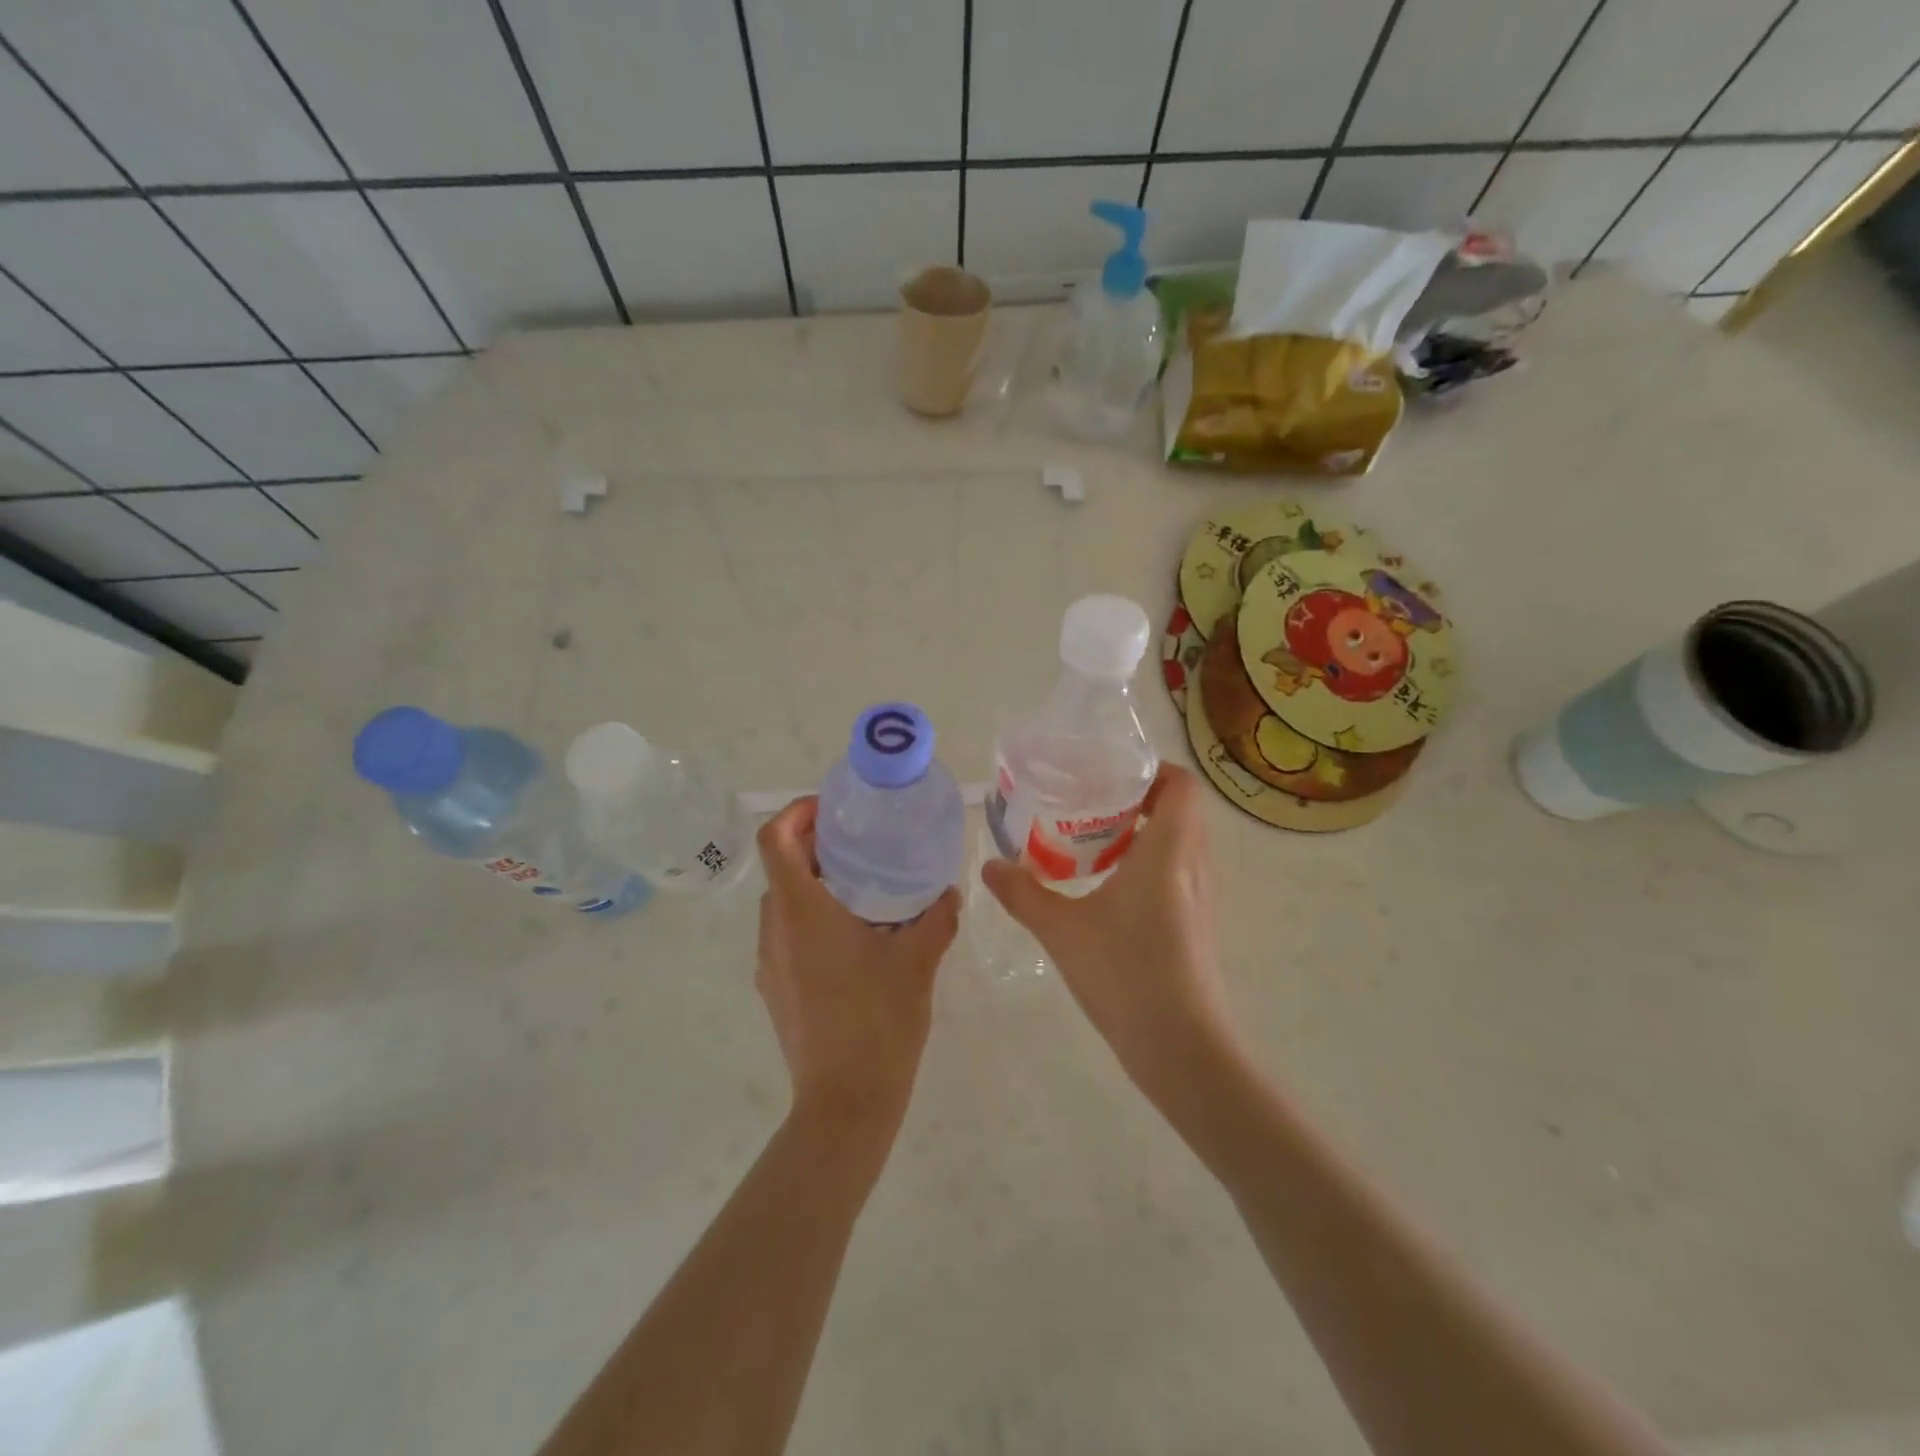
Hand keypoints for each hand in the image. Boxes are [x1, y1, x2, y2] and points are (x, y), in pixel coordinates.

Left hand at [755, 797, 959, 1142]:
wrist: (845, 1104)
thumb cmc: (878, 1021)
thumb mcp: (918, 961)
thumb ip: (936, 918)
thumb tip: (949, 892)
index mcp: (801, 910)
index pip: (776, 839)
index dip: (797, 812)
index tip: (833, 810)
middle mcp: (775, 930)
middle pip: (781, 868)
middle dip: (816, 847)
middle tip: (863, 846)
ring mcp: (770, 962)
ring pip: (784, 904)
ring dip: (816, 886)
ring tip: (866, 890)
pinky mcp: (775, 989)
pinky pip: (788, 936)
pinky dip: (813, 920)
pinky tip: (857, 941)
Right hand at [981, 765, 1235, 1093]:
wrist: (1184, 1049)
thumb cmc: (1127, 975)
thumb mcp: (1062, 931)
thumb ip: (1023, 894)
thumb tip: (989, 867)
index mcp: (1169, 850)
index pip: (1181, 785)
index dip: (1150, 770)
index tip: (1107, 774)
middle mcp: (1193, 865)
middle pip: (1179, 809)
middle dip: (1136, 798)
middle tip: (1088, 802)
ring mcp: (1201, 897)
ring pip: (1179, 842)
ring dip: (1142, 832)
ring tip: (1090, 839)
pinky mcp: (1197, 924)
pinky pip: (1178, 871)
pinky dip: (1148, 863)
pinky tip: (1106, 886)